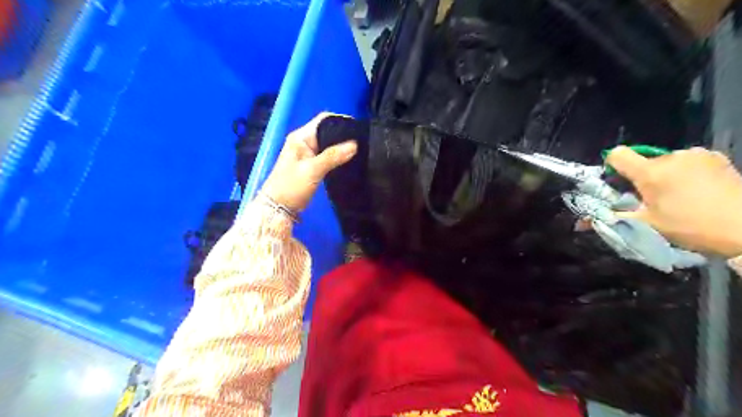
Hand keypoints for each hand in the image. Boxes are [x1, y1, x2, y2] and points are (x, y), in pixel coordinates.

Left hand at [262, 113, 358, 212]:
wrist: (278, 209)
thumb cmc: (291, 187)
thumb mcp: (312, 170)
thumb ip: (333, 156)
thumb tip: (355, 144)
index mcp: (301, 137)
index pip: (323, 120)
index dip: (341, 121)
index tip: (358, 129)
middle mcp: (304, 142)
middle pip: (328, 131)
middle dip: (344, 135)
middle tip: (363, 142)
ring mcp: (308, 154)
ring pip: (329, 145)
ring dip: (342, 147)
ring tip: (361, 150)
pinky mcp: (312, 165)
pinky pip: (328, 156)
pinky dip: (338, 157)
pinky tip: (349, 161)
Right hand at [605, 147, 740, 257]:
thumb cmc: (690, 226)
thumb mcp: (646, 225)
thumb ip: (612, 218)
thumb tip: (580, 224)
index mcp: (650, 172)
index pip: (617, 155)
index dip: (612, 166)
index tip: (618, 183)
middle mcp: (671, 157)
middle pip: (643, 162)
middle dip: (642, 178)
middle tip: (653, 200)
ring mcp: (696, 155)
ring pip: (666, 162)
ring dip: (665, 175)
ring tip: (680, 196)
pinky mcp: (715, 157)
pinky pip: (687, 161)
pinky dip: (686, 172)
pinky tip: (698, 190)